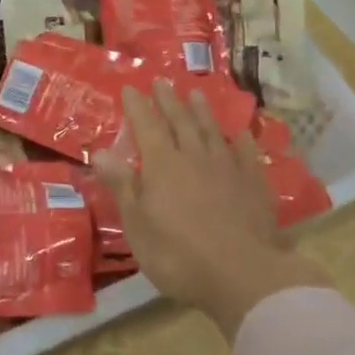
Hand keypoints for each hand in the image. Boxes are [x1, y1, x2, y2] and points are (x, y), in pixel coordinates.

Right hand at [95, 81, 327, 338]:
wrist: (243, 273)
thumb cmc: (178, 254)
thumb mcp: (138, 225)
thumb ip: (122, 185)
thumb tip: (100, 152)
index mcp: (162, 165)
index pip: (146, 126)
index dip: (137, 106)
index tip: (131, 87)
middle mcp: (195, 156)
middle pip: (179, 121)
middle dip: (168, 100)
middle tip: (162, 81)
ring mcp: (228, 167)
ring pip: (211, 130)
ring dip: (201, 111)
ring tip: (195, 93)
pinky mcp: (254, 184)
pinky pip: (246, 153)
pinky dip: (240, 139)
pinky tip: (239, 133)